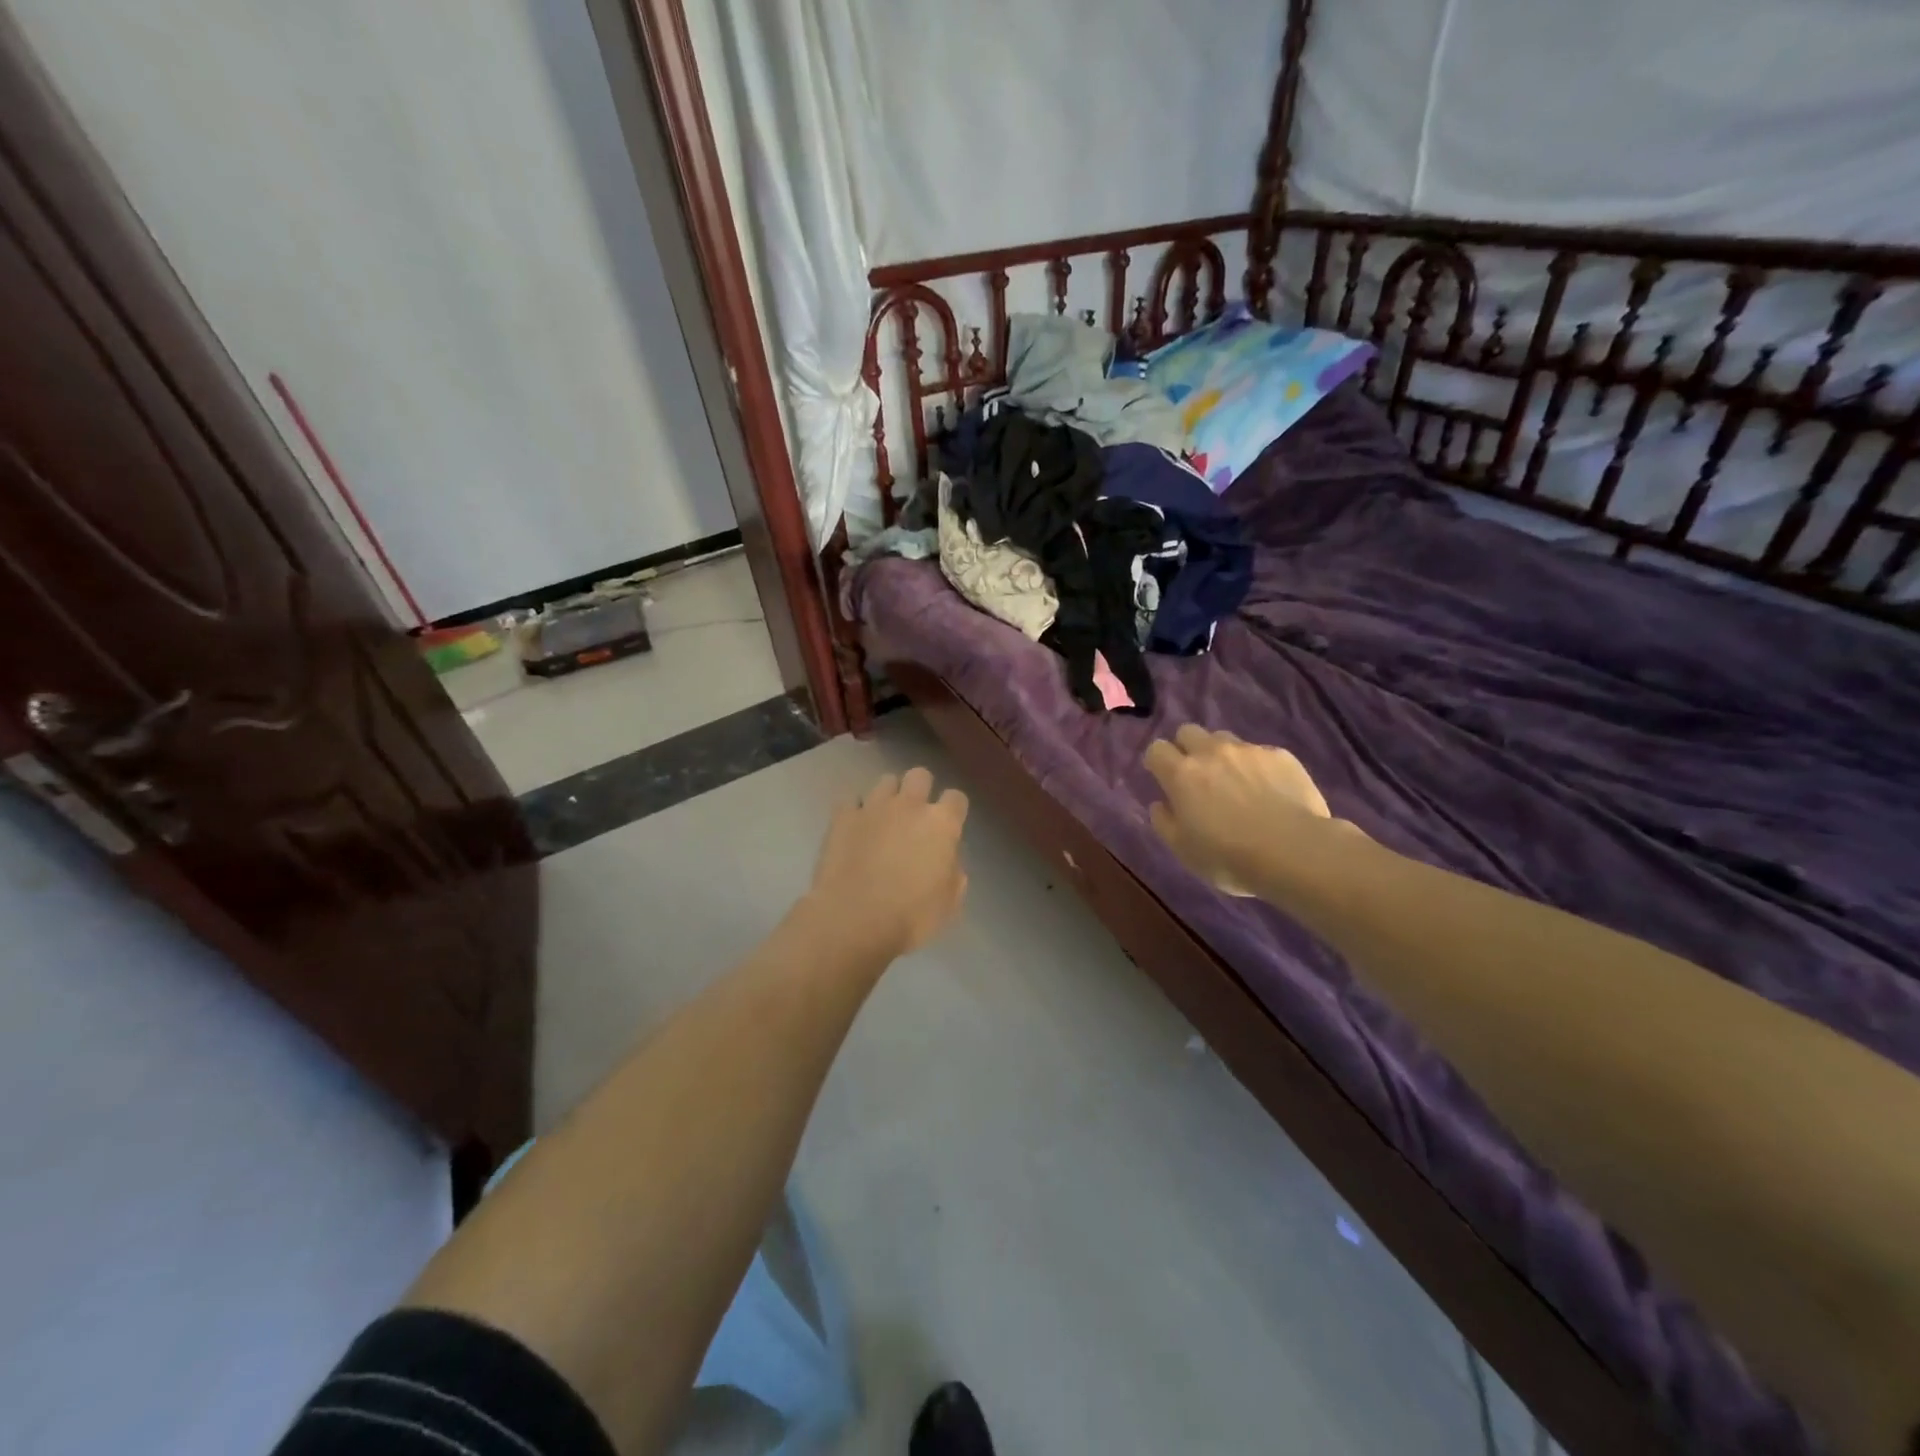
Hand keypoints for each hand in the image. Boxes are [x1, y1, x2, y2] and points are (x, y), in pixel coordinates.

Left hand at [807, 768, 969, 959]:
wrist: (853, 920)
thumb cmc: (910, 917)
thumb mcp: (949, 904)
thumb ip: (953, 874)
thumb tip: (947, 862)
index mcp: (942, 824)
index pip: (957, 798)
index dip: (953, 810)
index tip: (948, 828)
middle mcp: (909, 805)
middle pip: (920, 775)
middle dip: (920, 790)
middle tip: (915, 816)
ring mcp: (873, 807)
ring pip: (886, 781)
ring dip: (888, 796)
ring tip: (883, 819)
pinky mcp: (842, 816)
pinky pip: (851, 800)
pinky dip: (855, 811)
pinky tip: (854, 828)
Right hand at [1144, 725, 1330, 896]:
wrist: (1295, 852)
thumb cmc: (1229, 856)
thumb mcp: (1183, 850)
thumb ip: (1164, 822)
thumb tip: (1160, 804)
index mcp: (1182, 774)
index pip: (1157, 749)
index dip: (1157, 761)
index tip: (1163, 778)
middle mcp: (1211, 752)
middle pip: (1188, 731)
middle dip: (1186, 748)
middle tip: (1196, 776)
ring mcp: (1249, 750)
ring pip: (1224, 739)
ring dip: (1221, 754)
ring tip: (1235, 782)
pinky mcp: (1281, 755)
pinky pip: (1260, 752)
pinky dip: (1257, 767)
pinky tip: (1269, 791)